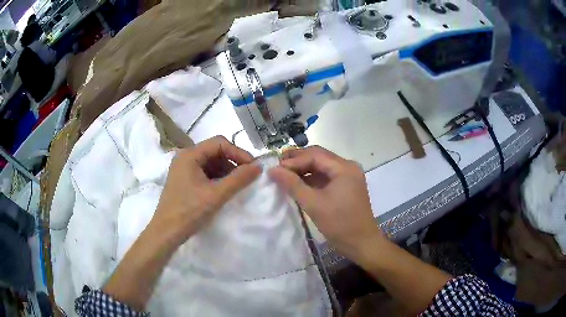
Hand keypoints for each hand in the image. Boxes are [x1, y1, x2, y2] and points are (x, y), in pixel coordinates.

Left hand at [151, 136, 260, 245]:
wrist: (167, 232)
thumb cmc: (189, 211)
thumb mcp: (216, 195)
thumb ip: (238, 179)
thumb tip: (259, 166)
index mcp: (189, 155)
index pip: (219, 143)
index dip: (239, 152)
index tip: (253, 167)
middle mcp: (185, 157)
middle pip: (215, 152)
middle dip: (233, 163)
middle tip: (247, 177)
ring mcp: (184, 169)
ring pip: (211, 163)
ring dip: (226, 172)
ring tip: (236, 186)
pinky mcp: (185, 180)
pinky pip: (205, 173)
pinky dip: (217, 179)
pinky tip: (224, 190)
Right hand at [269, 146, 382, 261]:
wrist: (361, 243)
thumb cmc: (339, 224)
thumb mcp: (313, 204)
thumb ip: (292, 184)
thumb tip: (273, 170)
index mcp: (344, 168)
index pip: (315, 155)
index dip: (293, 160)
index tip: (275, 168)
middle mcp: (348, 167)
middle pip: (319, 157)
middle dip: (298, 161)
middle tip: (277, 167)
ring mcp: (348, 176)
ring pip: (322, 166)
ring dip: (304, 169)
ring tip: (284, 175)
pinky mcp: (346, 186)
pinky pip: (326, 177)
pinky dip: (312, 179)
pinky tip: (298, 184)